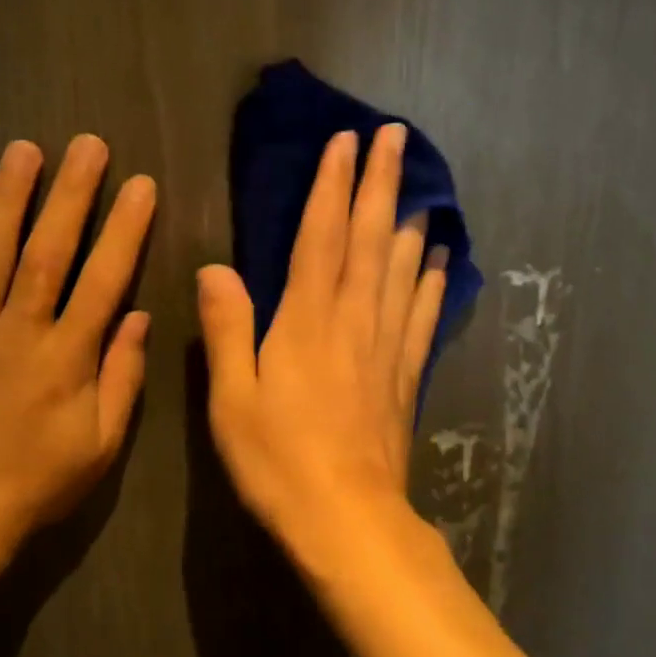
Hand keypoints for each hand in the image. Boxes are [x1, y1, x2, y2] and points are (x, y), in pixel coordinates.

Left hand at [0, 135, 154, 574]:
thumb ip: (121, 378)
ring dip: (7, 199)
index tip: (141, 185)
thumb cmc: (37, 484)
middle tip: (87, 144)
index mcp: (65, 359)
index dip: (125, 230)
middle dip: (71, 195)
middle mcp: (16, 334)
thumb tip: (138, 316)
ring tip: (23, 150)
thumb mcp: (101, 445)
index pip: (103, 280)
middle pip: (48, 253)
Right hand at [197, 123, 447, 571]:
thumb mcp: (232, 398)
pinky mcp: (405, 376)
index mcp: (306, 320)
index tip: (345, 141)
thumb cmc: (278, 460)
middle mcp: (353, 319)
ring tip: (420, 186)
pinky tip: (440, 261)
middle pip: (369, 238)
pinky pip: (422, 316)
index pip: (321, 235)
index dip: (332, 184)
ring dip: (408, 220)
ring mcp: (386, 346)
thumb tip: (216, 266)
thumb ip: (227, 328)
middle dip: (380, 182)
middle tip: (395, 137)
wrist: (347, 520)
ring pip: (401, 268)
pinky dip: (431, 283)